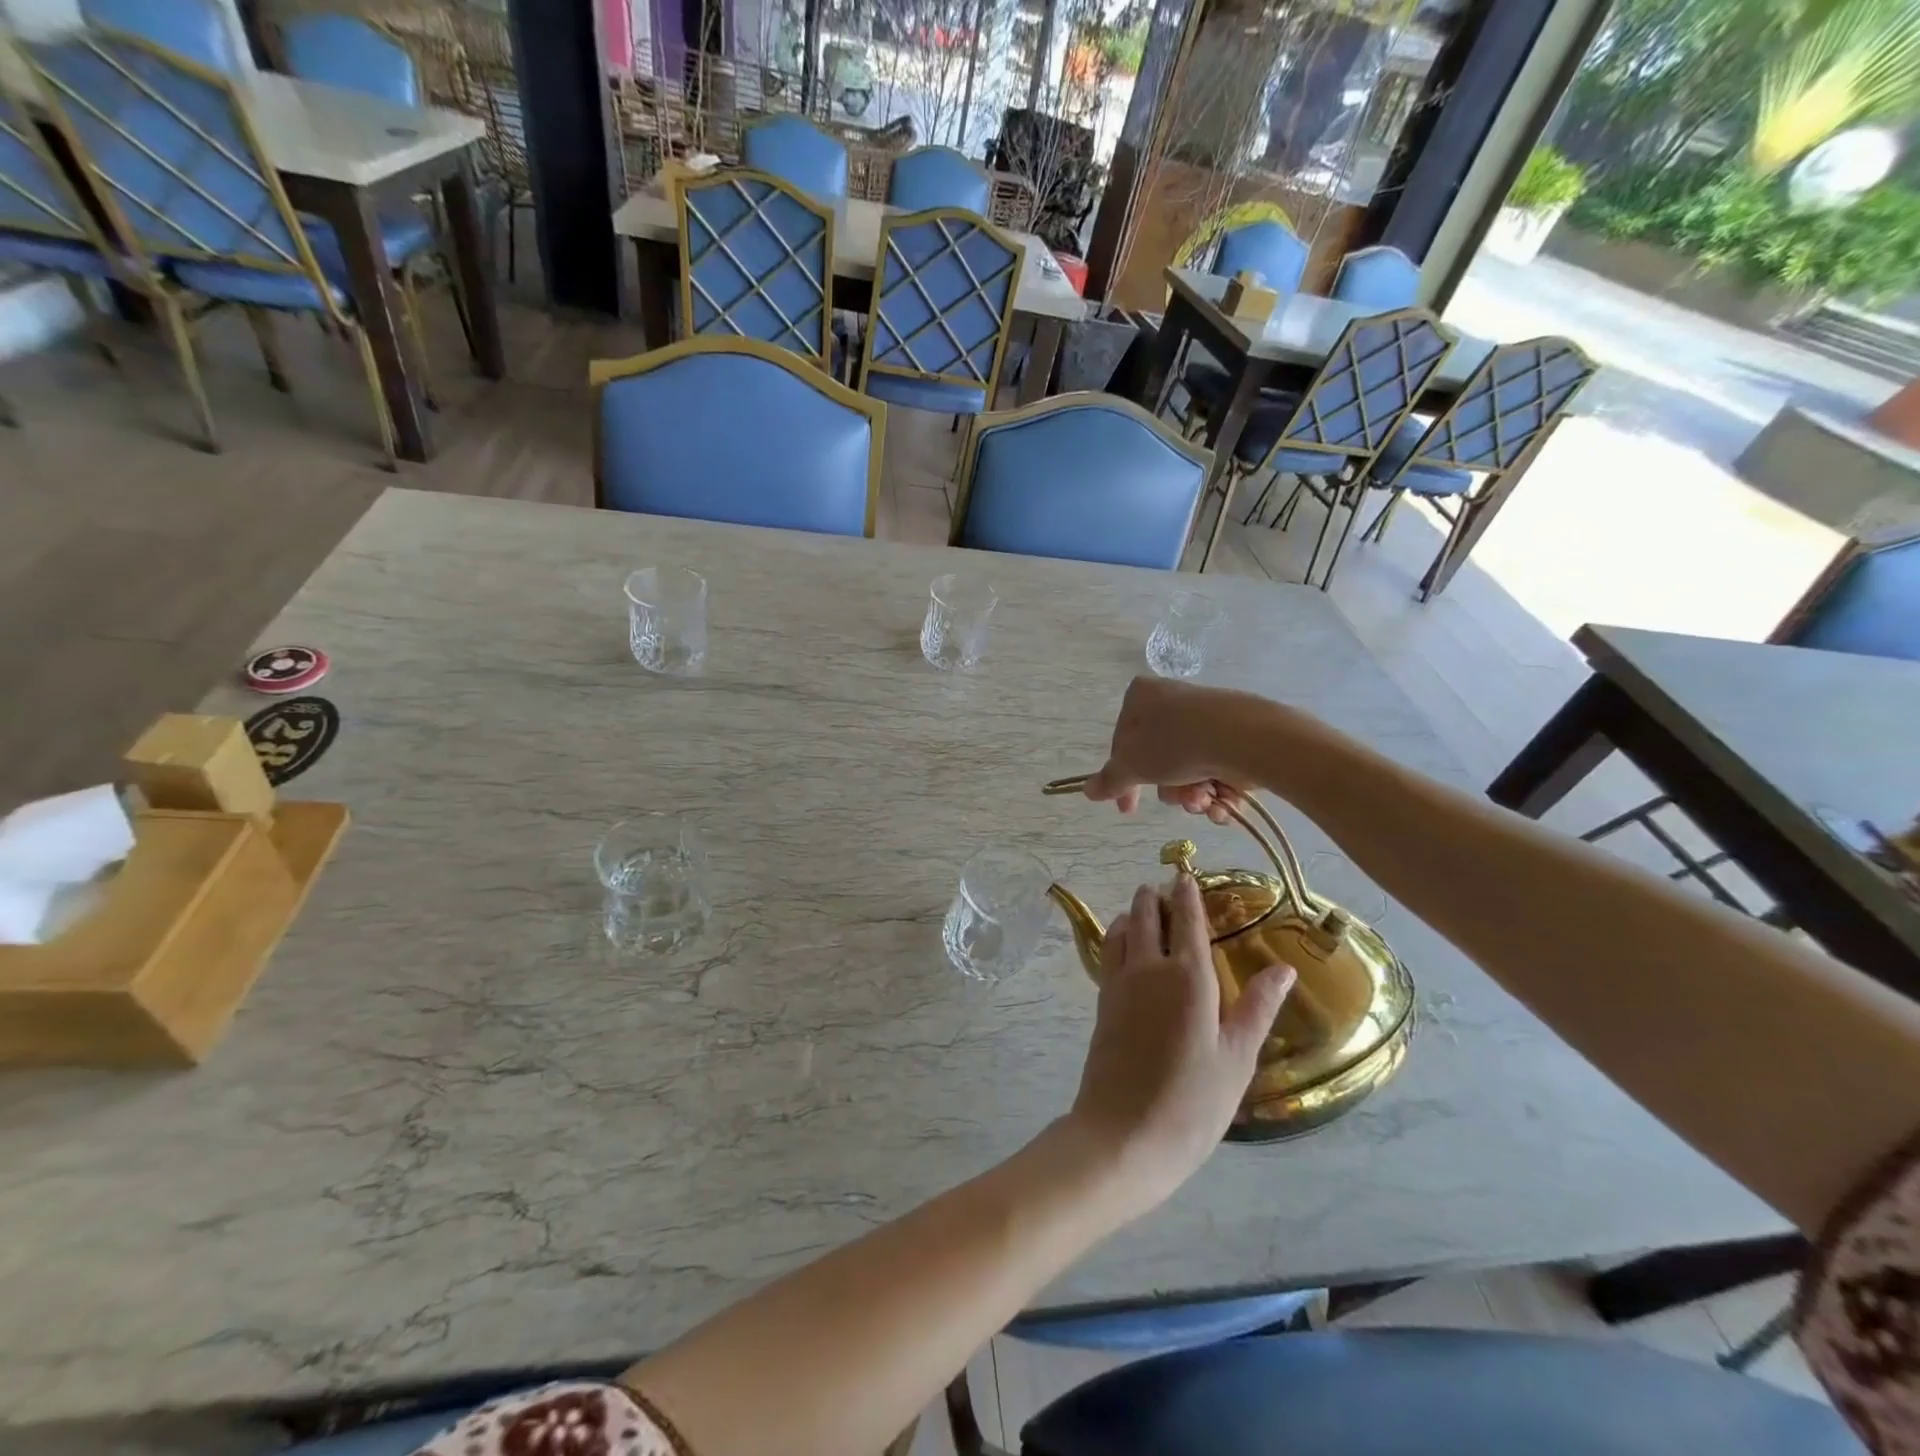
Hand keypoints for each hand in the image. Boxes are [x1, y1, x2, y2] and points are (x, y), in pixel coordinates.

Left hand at [1066, 875, 1294, 1218]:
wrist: (1123, 1134)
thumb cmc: (1193, 1101)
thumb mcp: (1238, 1057)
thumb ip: (1258, 1007)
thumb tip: (1284, 968)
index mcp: (1189, 976)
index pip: (1187, 919)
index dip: (1187, 893)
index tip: (1186, 873)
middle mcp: (1149, 967)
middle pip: (1147, 915)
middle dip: (1156, 897)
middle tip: (1166, 888)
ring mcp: (1119, 982)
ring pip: (1122, 929)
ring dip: (1134, 913)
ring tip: (1145, 908)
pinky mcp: (1102, 1001)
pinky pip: (1109, 952)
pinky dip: (1118, 936)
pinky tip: (1126, 945)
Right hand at [1083, 677, 1254, 822]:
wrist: (1244, 738)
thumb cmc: (1175, 743)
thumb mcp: (1133, 765)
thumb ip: (1110, 779)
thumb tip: (1087, 790)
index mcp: (1141, 696)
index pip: (1121, 741)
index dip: (1123, 778)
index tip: (1127, 807)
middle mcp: (1172, 701)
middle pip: (1157, 758)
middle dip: (1167, 789)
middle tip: (1176, 801)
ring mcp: (1206, 717)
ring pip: (1188, 768)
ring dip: (1192, 794)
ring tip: (1203, 800)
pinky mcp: (1235, 734)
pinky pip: (1216, 767)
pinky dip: (1217, 791)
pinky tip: (1222, 803)